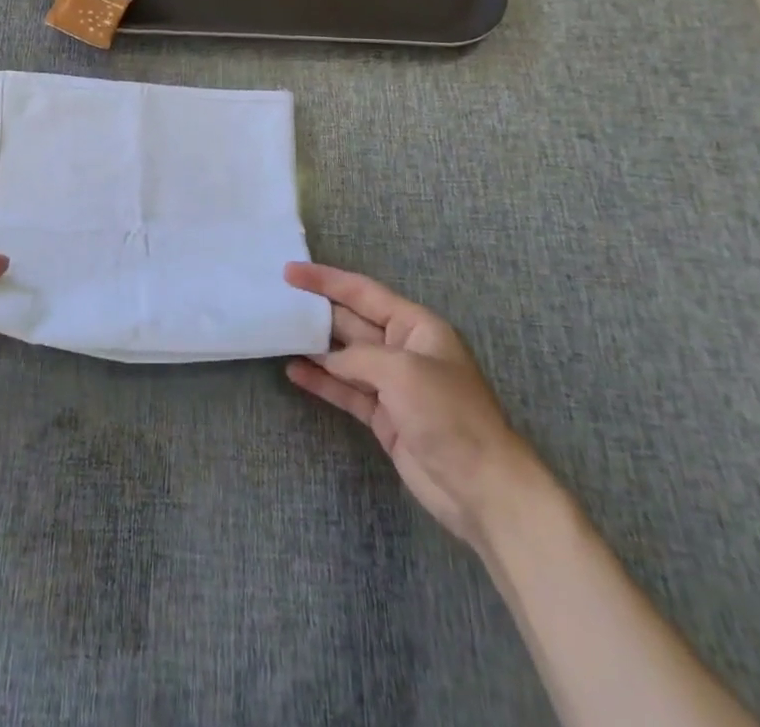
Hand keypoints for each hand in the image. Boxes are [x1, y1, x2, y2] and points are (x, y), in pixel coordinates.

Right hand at [284, 262, 546, 548]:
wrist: (482, 488)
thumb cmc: (449, 414)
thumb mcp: (402, 371)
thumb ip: (359, 357)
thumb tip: (330, 360)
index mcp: (416, 326)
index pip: (363, 292)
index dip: (326, 279)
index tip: (290, 271)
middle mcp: (403, 349)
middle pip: (352, 321)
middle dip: (317, 311)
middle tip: (277, 301)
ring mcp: (393, 385)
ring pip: (346, 357)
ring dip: (315, 347)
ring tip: (278, 334)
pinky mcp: (385, 417)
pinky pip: (346, 390)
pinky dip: (322, 381)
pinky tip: (295, 372)